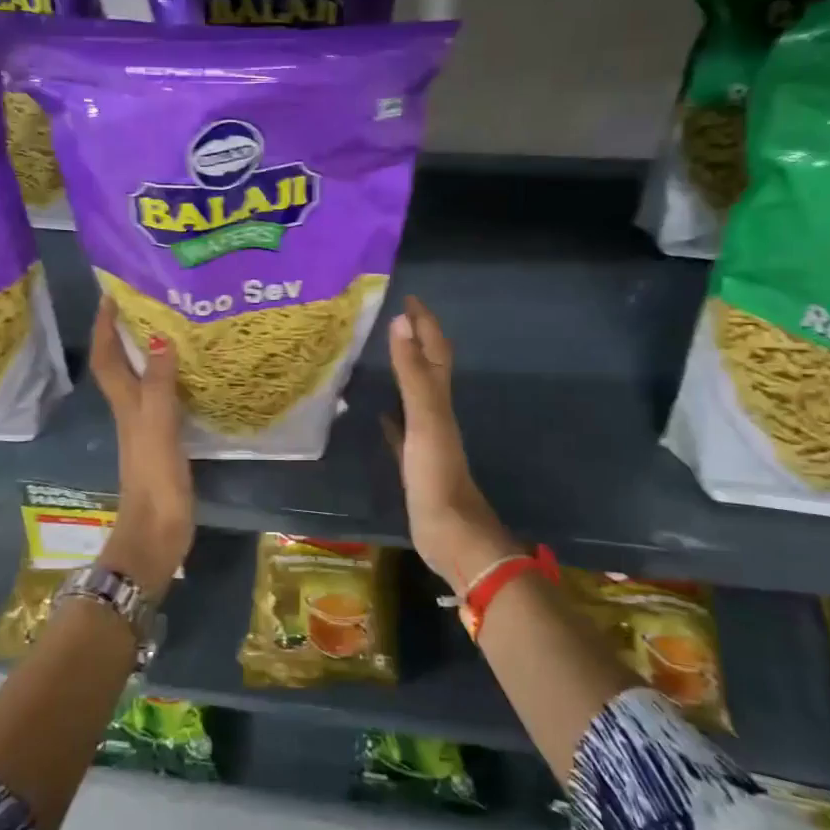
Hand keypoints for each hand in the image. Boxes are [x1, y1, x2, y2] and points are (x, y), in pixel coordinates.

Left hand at [90, 297, 193, 599]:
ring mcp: (146, 427)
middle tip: (149, 302)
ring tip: (171, 327)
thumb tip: (157, 336)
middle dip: (126, 332)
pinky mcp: (163, 441)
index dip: (105, 326)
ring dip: (147, 352)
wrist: (157, 531)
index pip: (107, 357)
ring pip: (141, 379)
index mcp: (125, 403)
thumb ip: (157, 384)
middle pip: (120, 364)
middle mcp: (130, 410)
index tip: (111, 294)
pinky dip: (170, 379)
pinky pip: (163, 398)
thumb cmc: (154, 478)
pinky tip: (190, 375)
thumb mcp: (157, 426)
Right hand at [383, 295, 515, 595]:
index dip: (424, 323)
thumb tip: (401, 322)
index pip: (434, 350)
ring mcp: (425, 438)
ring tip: (381, 355)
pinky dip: (391, 416)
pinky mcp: (414, 462)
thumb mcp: (424, 418)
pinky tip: (378, 413)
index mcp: (439, 399)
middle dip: (415, 340)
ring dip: (403, 372)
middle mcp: (435, 412)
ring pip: (414, 395)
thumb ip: (412, 373)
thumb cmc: (436, 473)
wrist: (450, 532)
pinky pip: (401, 429)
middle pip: (427, 367)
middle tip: (392, 318)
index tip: (409, 297)